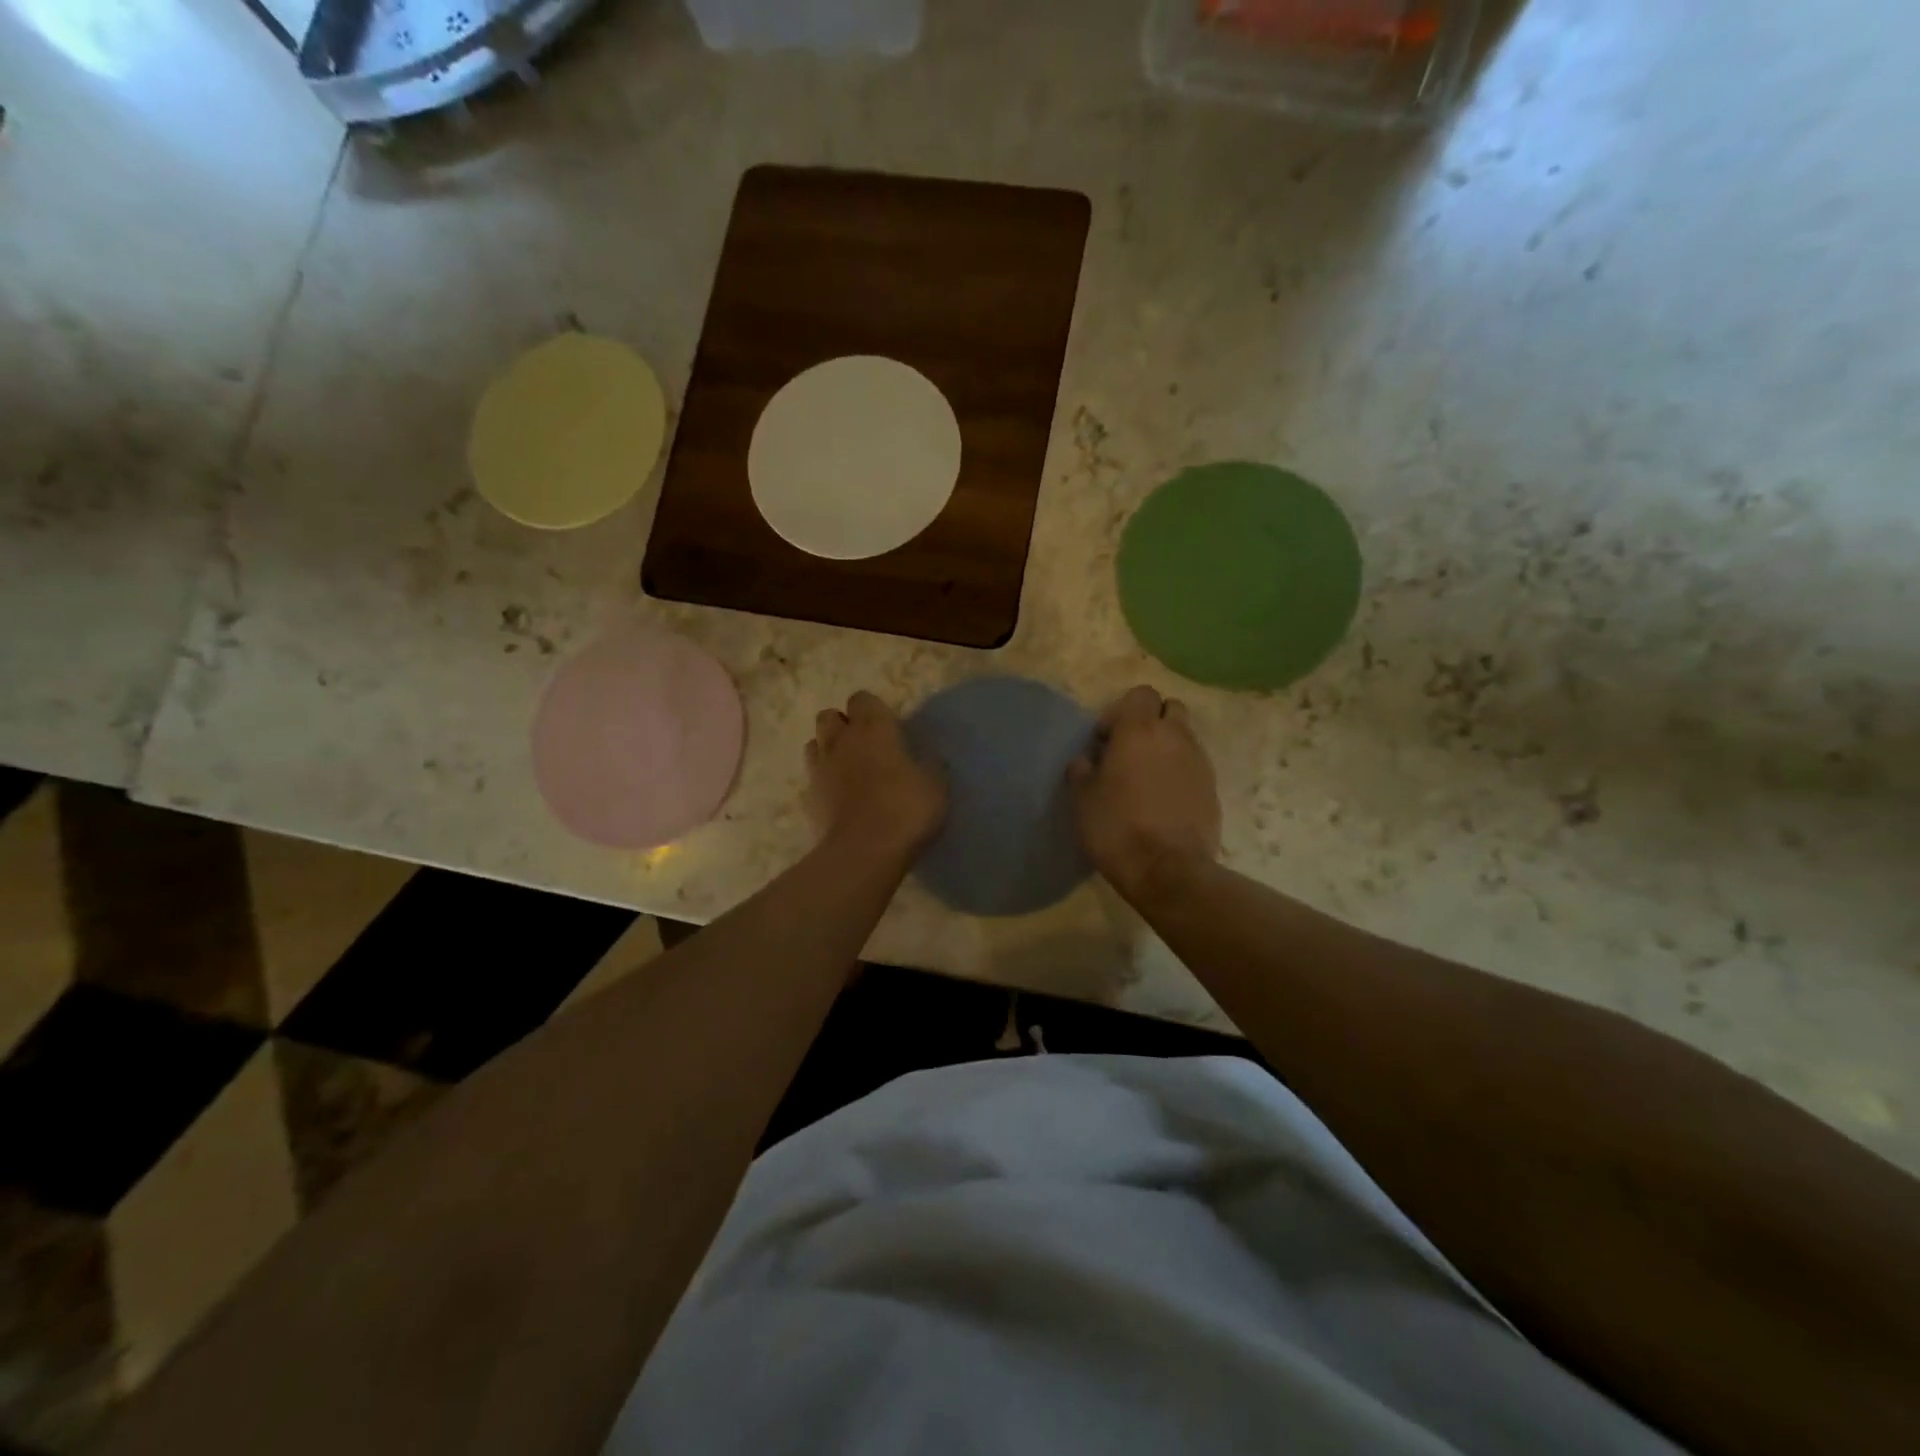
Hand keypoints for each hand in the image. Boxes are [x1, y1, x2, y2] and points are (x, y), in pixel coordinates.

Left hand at [807, 691, 947, 862]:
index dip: (873, 709)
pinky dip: (823, 782)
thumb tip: (927, 759)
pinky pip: (813, 779)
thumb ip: (930, 765)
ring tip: (848, 769)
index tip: (888, 727)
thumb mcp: (936, 786)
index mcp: (873, 728)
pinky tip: (839, 798)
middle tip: (865, 746)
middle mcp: (841, 740)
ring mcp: (820, 769)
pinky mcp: (808, 797)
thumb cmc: (905, 809)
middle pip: (829, 716)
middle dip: (843, 725)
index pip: (862, 699)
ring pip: (815, 743)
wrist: (864, 852)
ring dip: (829, 750)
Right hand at [1069, 685, 1220, 900]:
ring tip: (1147, 780)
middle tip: (1130, 752)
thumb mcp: (1082, 799)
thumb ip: (1082, 771)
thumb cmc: (1116, 827)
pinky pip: (1195, 767)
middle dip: (1152, 722)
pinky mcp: (1213, 789)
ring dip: (1167, 749)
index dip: (1120, 712)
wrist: (1167, 870)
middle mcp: (1175, 737)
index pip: (1141, 694)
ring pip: (1185, 738)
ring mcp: (1199, 762)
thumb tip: (1086, 761)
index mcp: (1140, 730)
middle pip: (1170, 709)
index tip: (1105, 742)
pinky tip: (1164, 801)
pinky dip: (1180, 774)